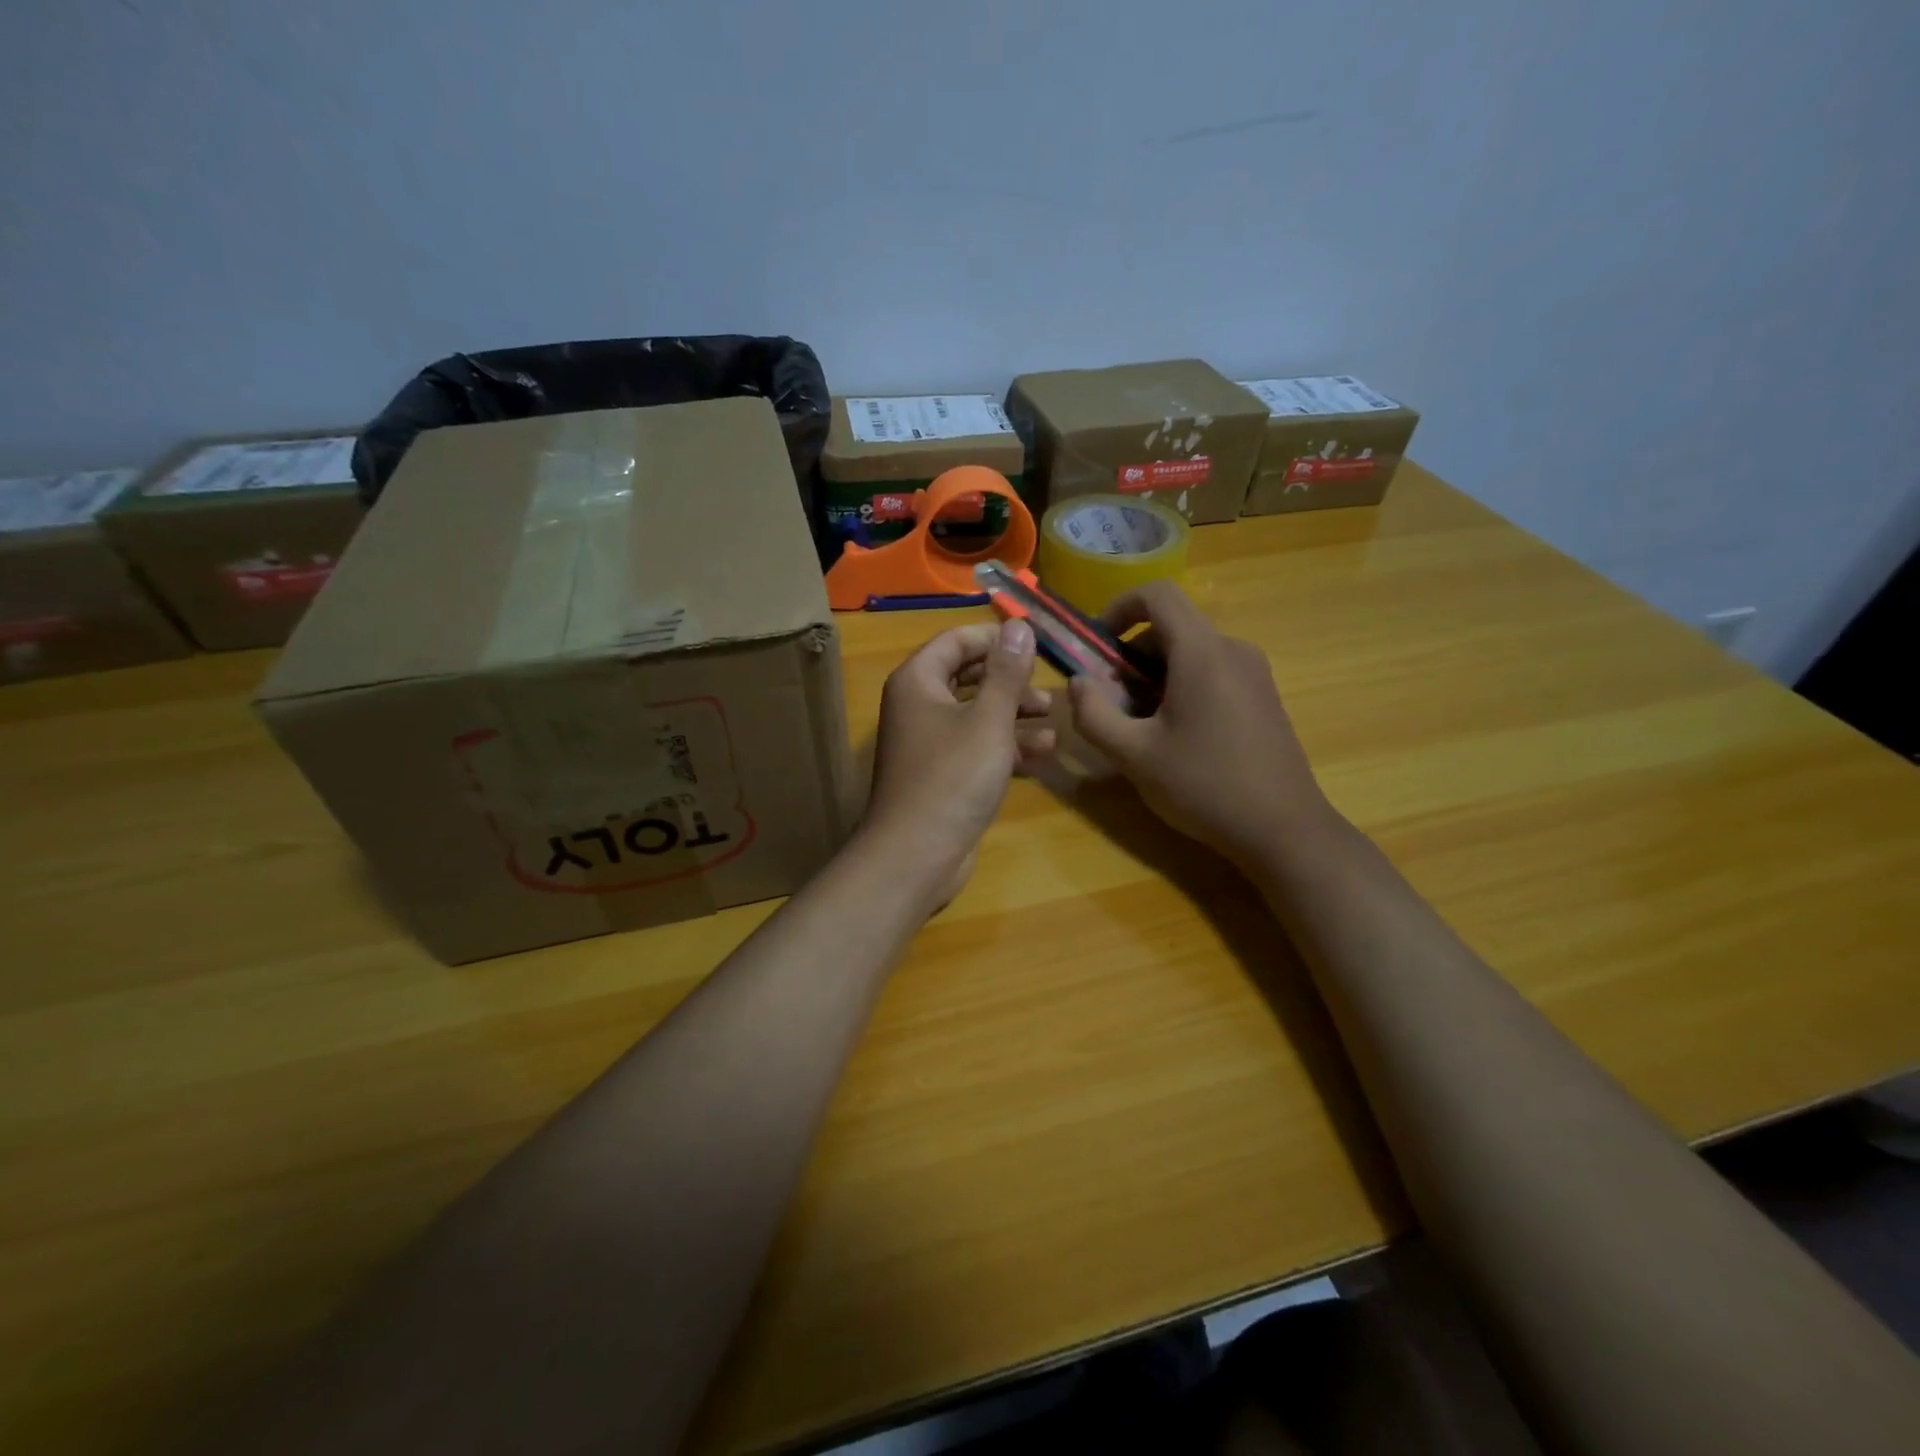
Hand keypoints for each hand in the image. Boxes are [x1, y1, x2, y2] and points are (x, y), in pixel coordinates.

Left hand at [860, 619, 1054, 905]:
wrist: (916, 854)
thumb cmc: (953, 777)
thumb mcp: (988, 719)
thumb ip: (1006, 672)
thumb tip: (1018, 625)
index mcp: (918, 681)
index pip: (956, 641)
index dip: (995, 639)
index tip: (1035, 646)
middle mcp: (917, 706)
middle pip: (968, 678)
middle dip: (1010, 682)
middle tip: (1047, 691)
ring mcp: (928, 743)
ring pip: (975, 715)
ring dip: (1014, 717)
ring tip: (1054, 723)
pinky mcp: (941, 776)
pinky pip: (975, 748)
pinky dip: (1005, 748)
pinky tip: (1042, 756)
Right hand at [1067, 582, 1333, 868]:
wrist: (1283, 830)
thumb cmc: (1204, 786)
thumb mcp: (1133, 755)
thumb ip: (1093, 714)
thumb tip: (1077, 683)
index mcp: (1201, 652)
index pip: (1157, 595)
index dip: (1119, 607)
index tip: (1096, 644)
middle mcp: (1233, 650)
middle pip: (1172, 627)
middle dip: (1131, 655)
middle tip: (1110, 700)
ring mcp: (1254, 673)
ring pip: (1191, 652)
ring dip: (1154, 675)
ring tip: (1139, 724)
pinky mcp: (1263, 697)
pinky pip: (1213, 672)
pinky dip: (1182, 686)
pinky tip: (1175, 735)